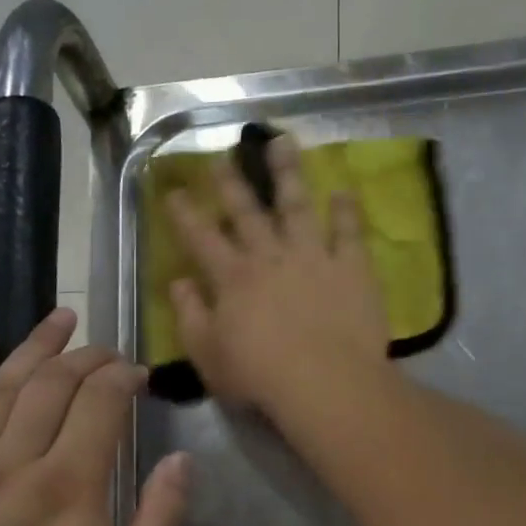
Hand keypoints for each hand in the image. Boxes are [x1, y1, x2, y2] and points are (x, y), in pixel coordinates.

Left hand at [0, 309, 188, 525]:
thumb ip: (161, 525)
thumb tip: (181, 460)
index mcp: (68, 489)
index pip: (100, 404)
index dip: (123, 378)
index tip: (141, 375)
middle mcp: (14, 464)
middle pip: (52, 385)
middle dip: (86, 356)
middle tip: (109, 350)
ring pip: (2, 389)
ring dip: (33, 348)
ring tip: (60, 319)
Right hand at [166, 134, 388, 418]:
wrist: (325, 383)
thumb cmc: (259, 377)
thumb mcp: (208, 355)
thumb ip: (190, 316)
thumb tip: (179, 283)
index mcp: (232, 279)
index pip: (201, 238)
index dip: (185, 213)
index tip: (174, 190)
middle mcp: (269, 257)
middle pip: (247, 212)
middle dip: (232, 183)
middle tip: (223, 156)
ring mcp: (313, 257)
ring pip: (297, 205)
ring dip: (288, 173)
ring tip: (283, 142)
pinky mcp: (351, 268)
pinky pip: (349, 232)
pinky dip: (346, 210)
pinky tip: (343, 191)